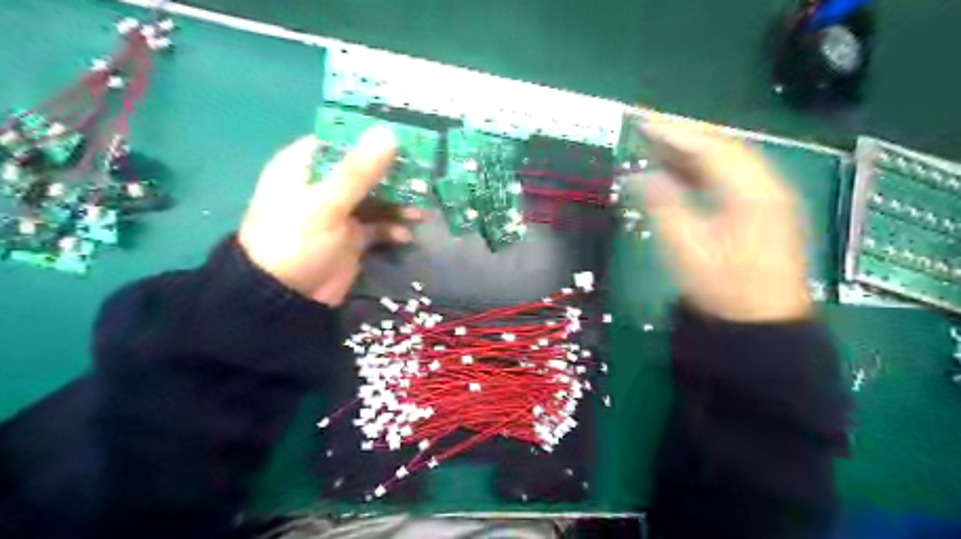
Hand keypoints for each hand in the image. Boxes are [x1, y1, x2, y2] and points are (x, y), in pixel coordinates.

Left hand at [239, 125, 419, 305]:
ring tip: (421, 212)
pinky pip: (379, 226)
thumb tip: (388, 134)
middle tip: (424, 177)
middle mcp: (324, 185)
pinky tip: (405, 235)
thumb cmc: (296, 242)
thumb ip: (357, 171)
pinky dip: (393, 228)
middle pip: (365, 170)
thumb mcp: (325, 204)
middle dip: (395, 175)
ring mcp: (340, 212)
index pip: (342, 139)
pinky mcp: (352, 237)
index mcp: (305, 166)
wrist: (286, 299)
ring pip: (376, 198)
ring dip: (399, 204)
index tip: (406, 137)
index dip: (372, 137)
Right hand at [636, 115, 807, 322]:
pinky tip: (680, 172)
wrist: (761, 326)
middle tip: (647, 128)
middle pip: (723, 147)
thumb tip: (641, 176)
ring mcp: (769, 198)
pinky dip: (703, 169)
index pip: (712, 148)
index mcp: (753, 193)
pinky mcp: (763, 211)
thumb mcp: (688, 250)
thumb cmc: (725, 290)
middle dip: (683, 135)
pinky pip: (731, 177)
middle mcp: (767, 186)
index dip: (675, 132)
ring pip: (728, 161)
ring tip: (657, 145)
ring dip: (692, 151)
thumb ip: (663, 207)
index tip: (642, 122)